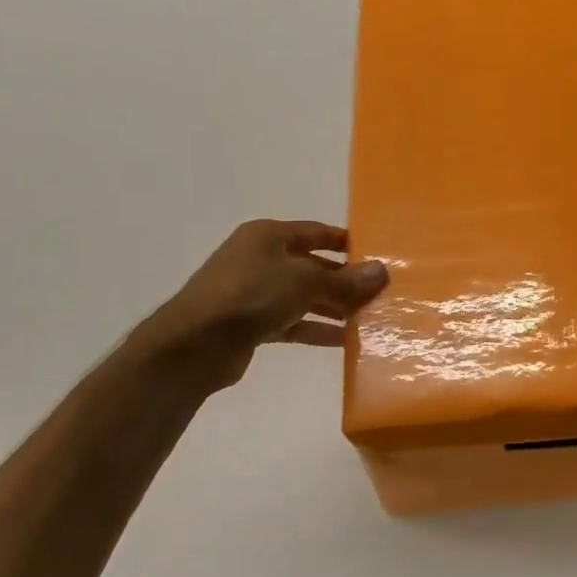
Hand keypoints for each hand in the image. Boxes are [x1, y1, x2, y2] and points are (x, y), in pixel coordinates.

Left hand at [130, 220, 387, 394]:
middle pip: (312, 265)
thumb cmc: (252, 295)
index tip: (377, 256)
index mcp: (268, 236)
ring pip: (303, 295)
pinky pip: (292, 321)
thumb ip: (345, 280)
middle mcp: (260, 258)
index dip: (346, 243)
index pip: (316, 232)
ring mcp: (254, 292)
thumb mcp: (305, 281)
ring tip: (367, 318)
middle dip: (344, 280)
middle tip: (378, 294)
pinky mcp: (251, 323)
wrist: (195, 344)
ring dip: (333, 306)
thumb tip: (381, 272)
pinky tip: (343, 340)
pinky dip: (315, 328)